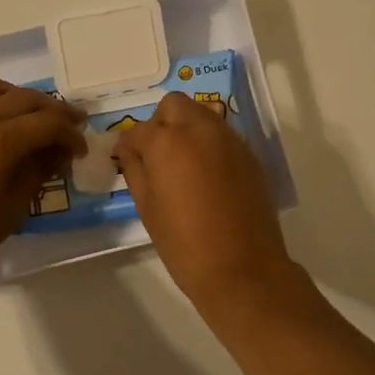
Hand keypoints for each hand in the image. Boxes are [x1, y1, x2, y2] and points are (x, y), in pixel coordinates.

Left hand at [0, 75, 86, 289]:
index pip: (47, 123)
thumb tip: (56, 153)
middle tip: (71, 125)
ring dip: (19, 98)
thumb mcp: (13, 207)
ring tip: (32, 118)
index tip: (80, 149)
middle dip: (53, 111)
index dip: (70, 134)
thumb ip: (37, 171)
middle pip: (24, 98)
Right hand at [114, 92, 296, 307]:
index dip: (128, 145)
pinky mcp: (249, 155)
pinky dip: (209, 144)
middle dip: (160, 122)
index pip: (139, 130)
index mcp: (167, 142)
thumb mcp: (147, 208)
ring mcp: (229, 140)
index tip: (125, 160)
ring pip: (202, 115)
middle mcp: (200, 130)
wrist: (242, 269)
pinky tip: (206, 175)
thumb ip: (135, 170)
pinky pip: (222, 135)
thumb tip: (129, 152)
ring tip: (181, 164)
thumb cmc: (184, 243)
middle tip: (156, 154)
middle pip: (174, 105)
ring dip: (186, 129)